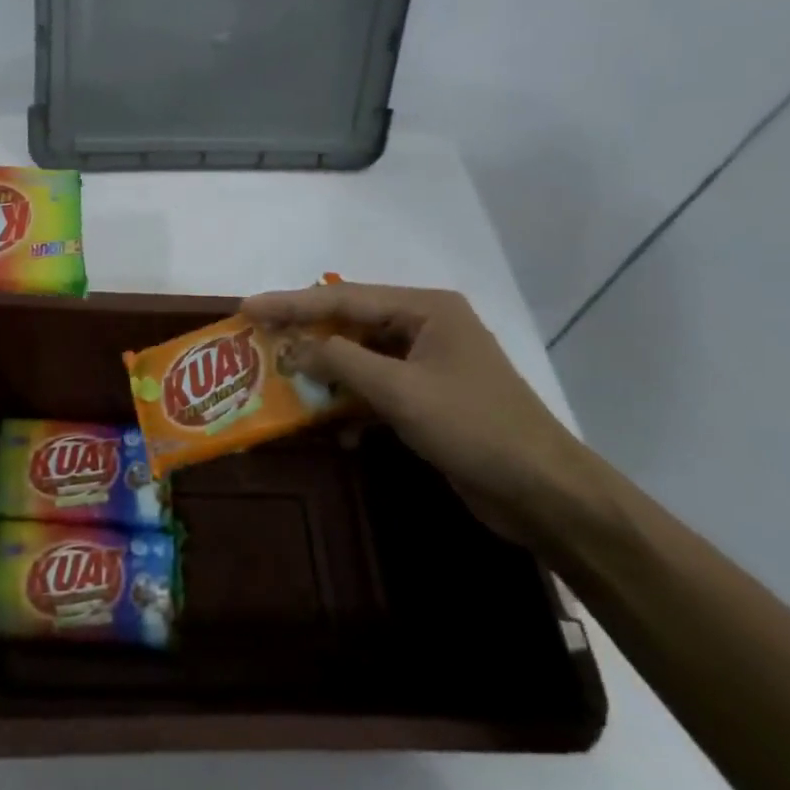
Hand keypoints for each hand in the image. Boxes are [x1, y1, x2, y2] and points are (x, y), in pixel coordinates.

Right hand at [243, 281, 619, 551]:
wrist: (542, 492)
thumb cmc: (473, 427)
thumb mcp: (400, 390)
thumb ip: (341, 362)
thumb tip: (294, 349)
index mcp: (426, 309)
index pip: (344, 297)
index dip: (291, 303)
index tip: (247, 307)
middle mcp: (426, 327)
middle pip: (351, 324)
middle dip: (305, 336)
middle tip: (257, 341)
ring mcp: (428, 364)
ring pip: (361, 359)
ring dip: (326, 374)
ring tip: (281, 382)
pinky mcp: (428, 399)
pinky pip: (376, 390)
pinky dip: (352, 405)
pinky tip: (334, 429)